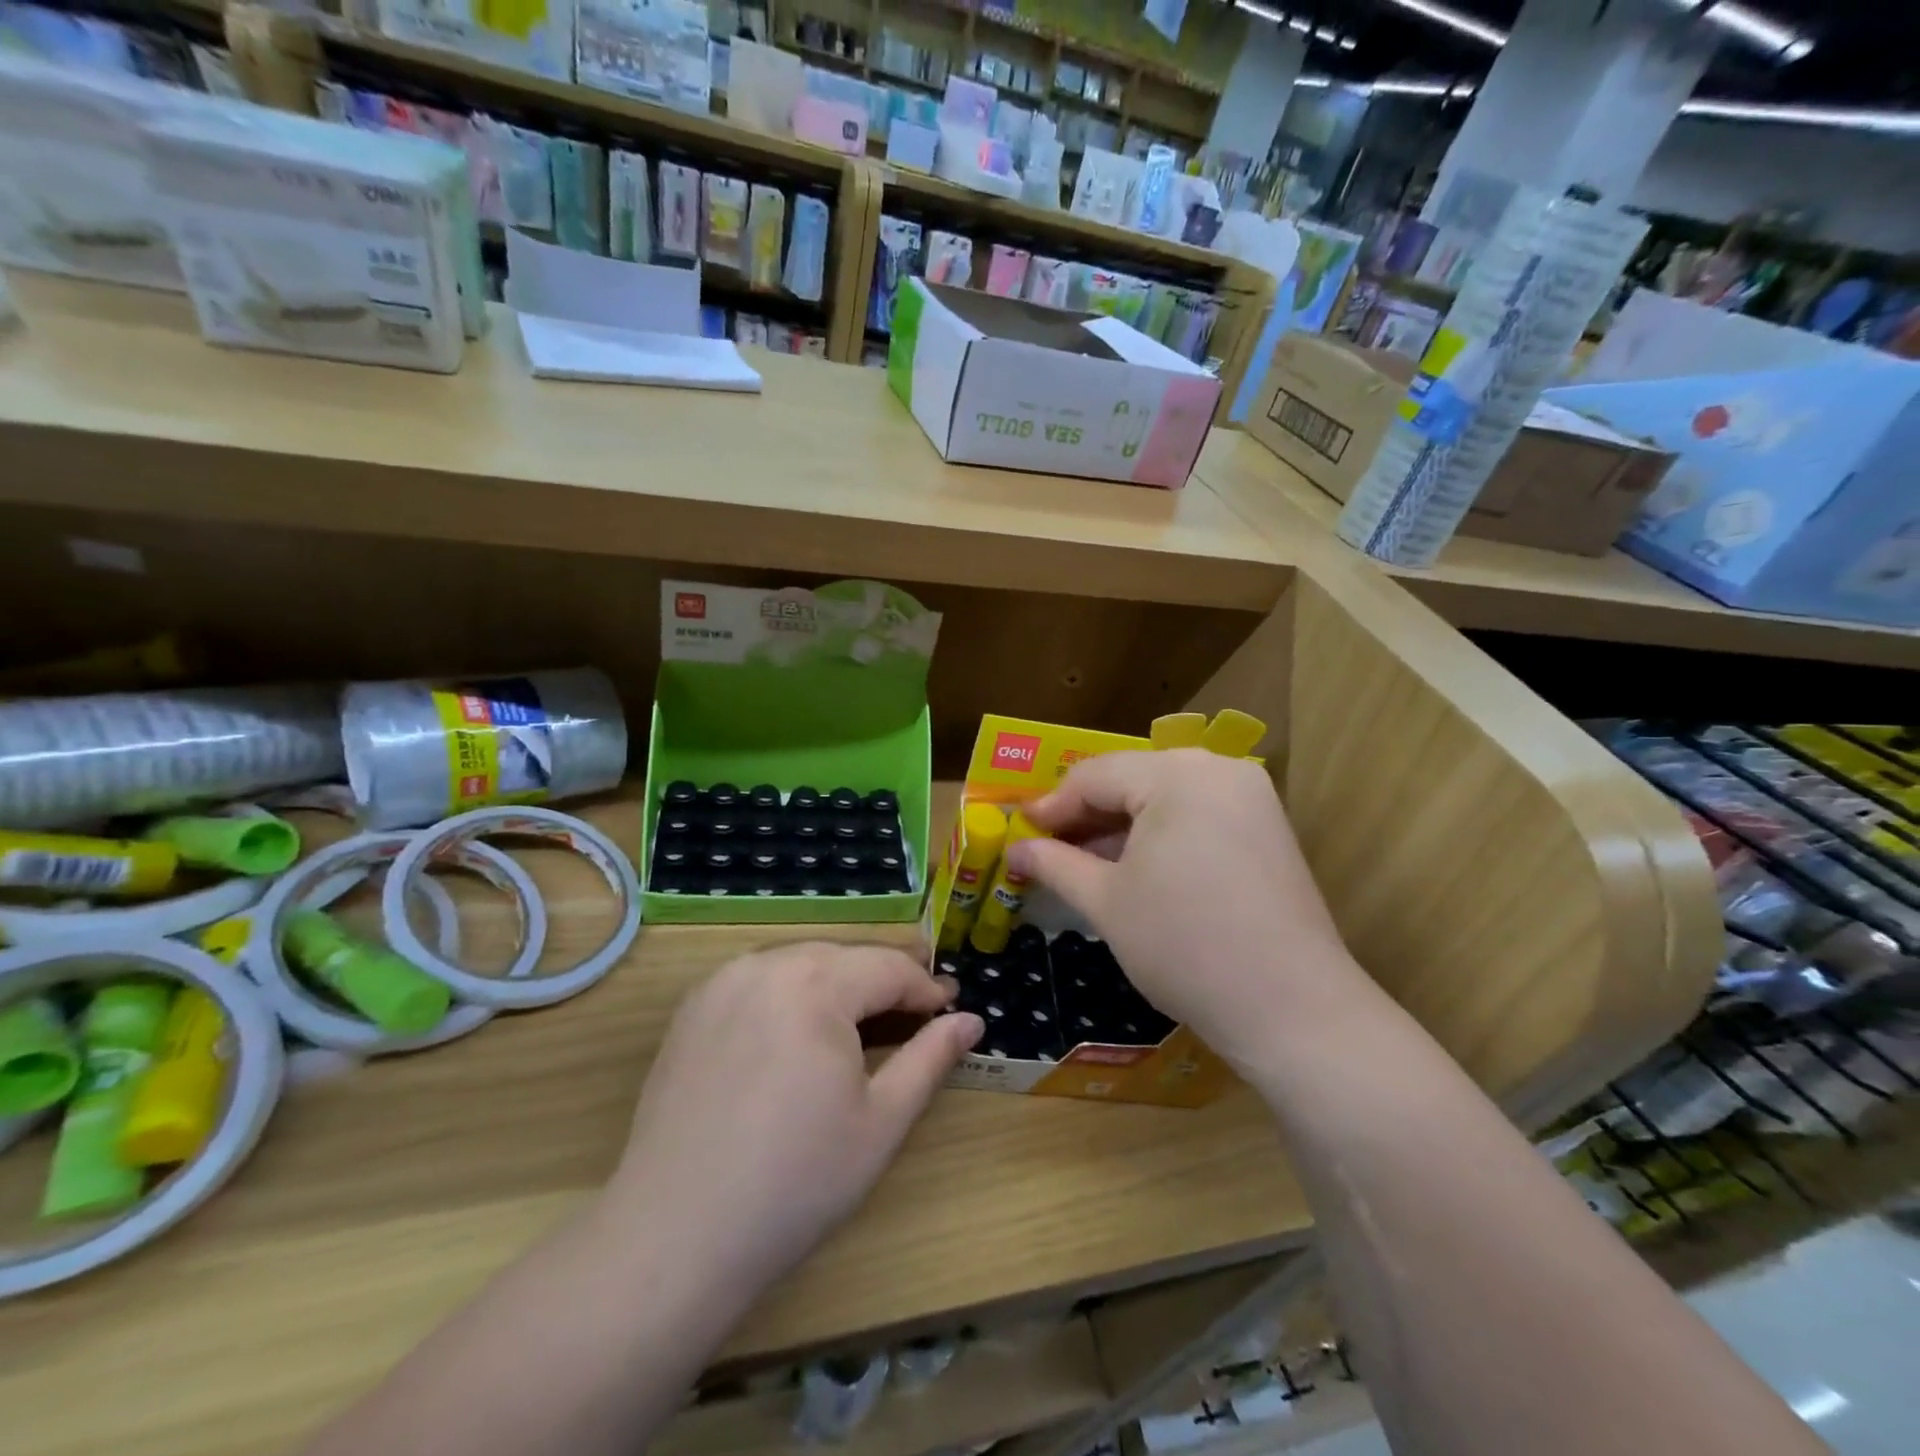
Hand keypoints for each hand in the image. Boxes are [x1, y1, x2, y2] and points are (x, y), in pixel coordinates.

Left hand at [608, 943, 982, 1306]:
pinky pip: (761, 979)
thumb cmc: (795, 1183)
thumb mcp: (881, 1122)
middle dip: (885, 981)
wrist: (673, 1236)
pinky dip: (793, 992)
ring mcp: (723, 982)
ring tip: (864, 1022)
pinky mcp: (694, 1007)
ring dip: (840, 983)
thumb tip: (970, 1021)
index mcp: (816, 985)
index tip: (951, 1011)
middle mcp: (766, 965)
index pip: (888, 967)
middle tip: (916, 1015)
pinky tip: (800, 1032)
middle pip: (845, 957)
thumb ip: (930, 1059)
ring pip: (802, 962)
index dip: (926, 988)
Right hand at [1009, 750, 1366, 1074]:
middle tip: (1046, 849)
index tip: (1018, 832)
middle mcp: (1219, 769)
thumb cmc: (1183, 945)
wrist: (1292, 1009)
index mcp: (1178, 773)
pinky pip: (1196, 816)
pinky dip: (1159, 836)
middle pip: (1131, 780)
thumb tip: (1014, 848)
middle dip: (1086, 816)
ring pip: (1164, 798)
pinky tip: (1133, 869)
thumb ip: (1054, 863)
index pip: (1094, 775)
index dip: (1051, 806)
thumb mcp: (1106, 901)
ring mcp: (1250, 798)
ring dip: (1120, 827)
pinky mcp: (1266, 830)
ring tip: (1082, 863)